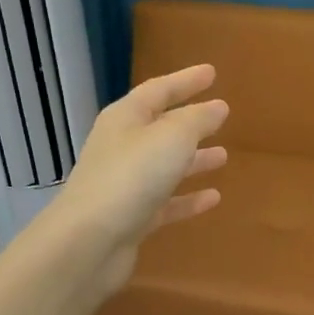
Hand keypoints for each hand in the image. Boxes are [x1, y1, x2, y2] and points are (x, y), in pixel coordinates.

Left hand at [47, 64, 228, 299]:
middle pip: (161, 128)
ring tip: (223, 156)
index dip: (186, 80)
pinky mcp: (132, 217)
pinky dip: (189, 198)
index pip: (159, 90)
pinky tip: (214, 198)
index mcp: (125, 119)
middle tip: (221, 115)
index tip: (212, 73)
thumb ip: (198, 120)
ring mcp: (126, 184)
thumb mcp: (172, 138)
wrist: (89, 241)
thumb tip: (217, 107)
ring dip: (194, 159)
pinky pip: (167, 202)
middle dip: (191, 122)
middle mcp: (122, 147)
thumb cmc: (132, 176)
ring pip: (166, 166)